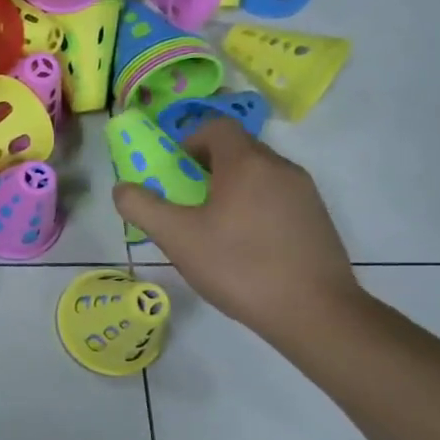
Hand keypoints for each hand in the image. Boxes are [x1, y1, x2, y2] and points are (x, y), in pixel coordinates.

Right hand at [114, 118, 358, 342]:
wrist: (314, 312)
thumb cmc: (239, 266)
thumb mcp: (176, 238)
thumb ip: (142, 207)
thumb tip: (122, 188)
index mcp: (246, 163)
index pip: (216, 127)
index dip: (189, 142)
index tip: (175, 174)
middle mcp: (280, 167)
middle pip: (237, 150)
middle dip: (206, 168)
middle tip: (187, 204)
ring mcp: (305, 193)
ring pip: (258, 175)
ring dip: (231, 189)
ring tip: (214, 229)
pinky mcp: (318, 218)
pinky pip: (277, 197)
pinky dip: (255, 208)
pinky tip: (246, 247)